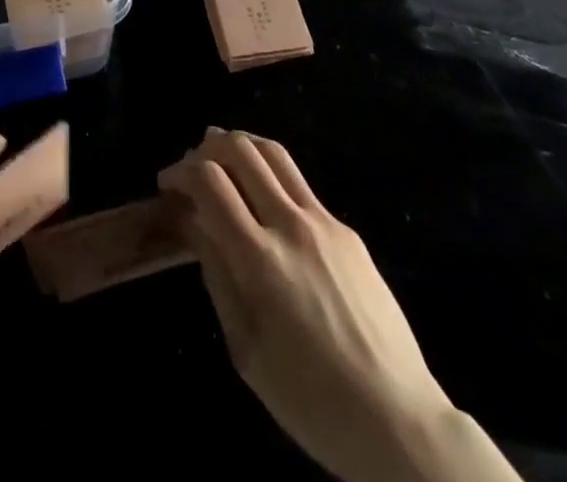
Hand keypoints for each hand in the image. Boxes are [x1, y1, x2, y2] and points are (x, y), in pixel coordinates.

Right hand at [160, 129, 517, 481]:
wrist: (399, 420)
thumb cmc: (311, 401)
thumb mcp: (246, 349)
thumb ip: (216, 274)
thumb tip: (192, 221)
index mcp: (260, 259)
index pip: (210, 181)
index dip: (181, 171)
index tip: (167, 183)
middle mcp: (291, 224)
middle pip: (241, 150)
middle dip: (207, 147)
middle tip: (192, 167)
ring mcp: (324, 221)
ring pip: (274, 152)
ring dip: (241, 146)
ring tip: (223, 161)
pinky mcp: (347, 230)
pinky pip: (299, 184)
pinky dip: (270, 174)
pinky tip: (264, 202)